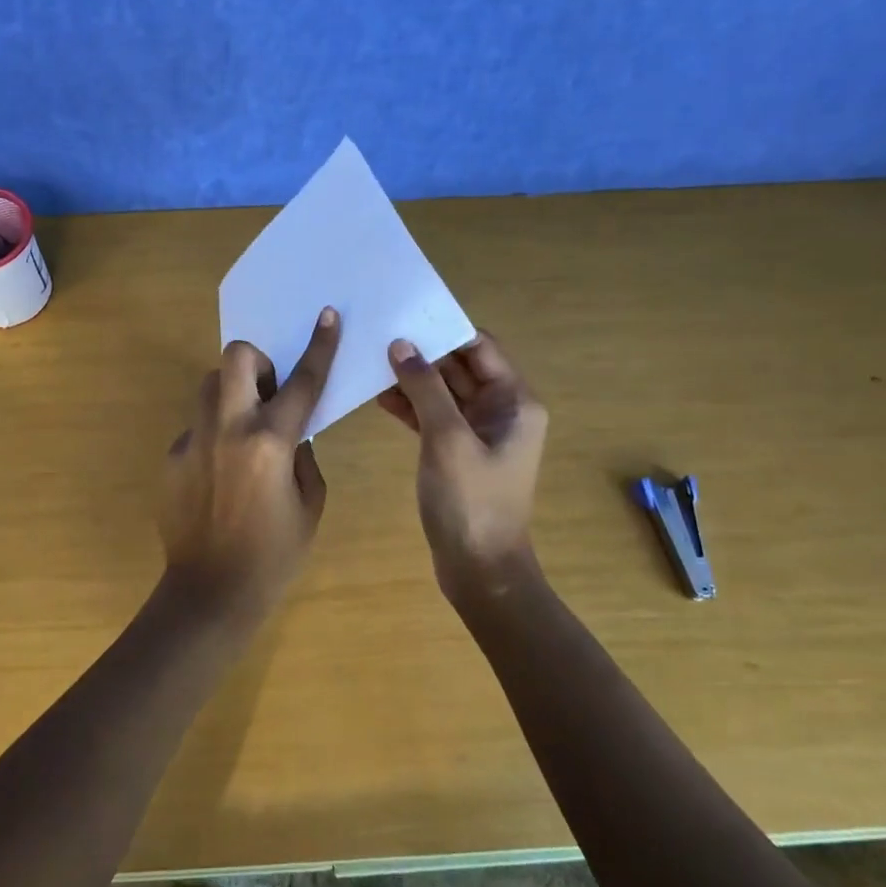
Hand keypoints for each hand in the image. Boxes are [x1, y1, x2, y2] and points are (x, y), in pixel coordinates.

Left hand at [159, 309, 340, 617]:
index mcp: (270, 442)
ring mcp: (193, 440)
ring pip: (210, 386)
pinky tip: (220, 476)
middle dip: (258, 361)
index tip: (325, 316)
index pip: (301, 382)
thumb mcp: (310, 503)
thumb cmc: (274, 554)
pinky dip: (214, 437)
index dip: (319, 345)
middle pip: (236, 357)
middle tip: (269, 394)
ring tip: (245, 433)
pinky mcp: (172, 456)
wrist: (210, 592)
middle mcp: (228, 429)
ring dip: (233, 394)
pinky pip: (197, 427)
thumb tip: (291, 432)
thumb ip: (303, 455)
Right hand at [377, 332, 548, 601]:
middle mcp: (501, 410)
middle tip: (378, 335)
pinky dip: (411, 407)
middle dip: (423, 353)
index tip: (405, 316)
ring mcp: (479, 432)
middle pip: (460, 367)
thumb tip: (401, 344)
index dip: (444, 330)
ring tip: (371, 363)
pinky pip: (434, 417)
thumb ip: (425, 388)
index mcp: (514, 401)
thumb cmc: (471, 502)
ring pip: (443, 392)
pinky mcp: (458, 452)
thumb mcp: (447, 439)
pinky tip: (379, 397)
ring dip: (413, 380)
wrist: (480, 570)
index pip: (480, 347)